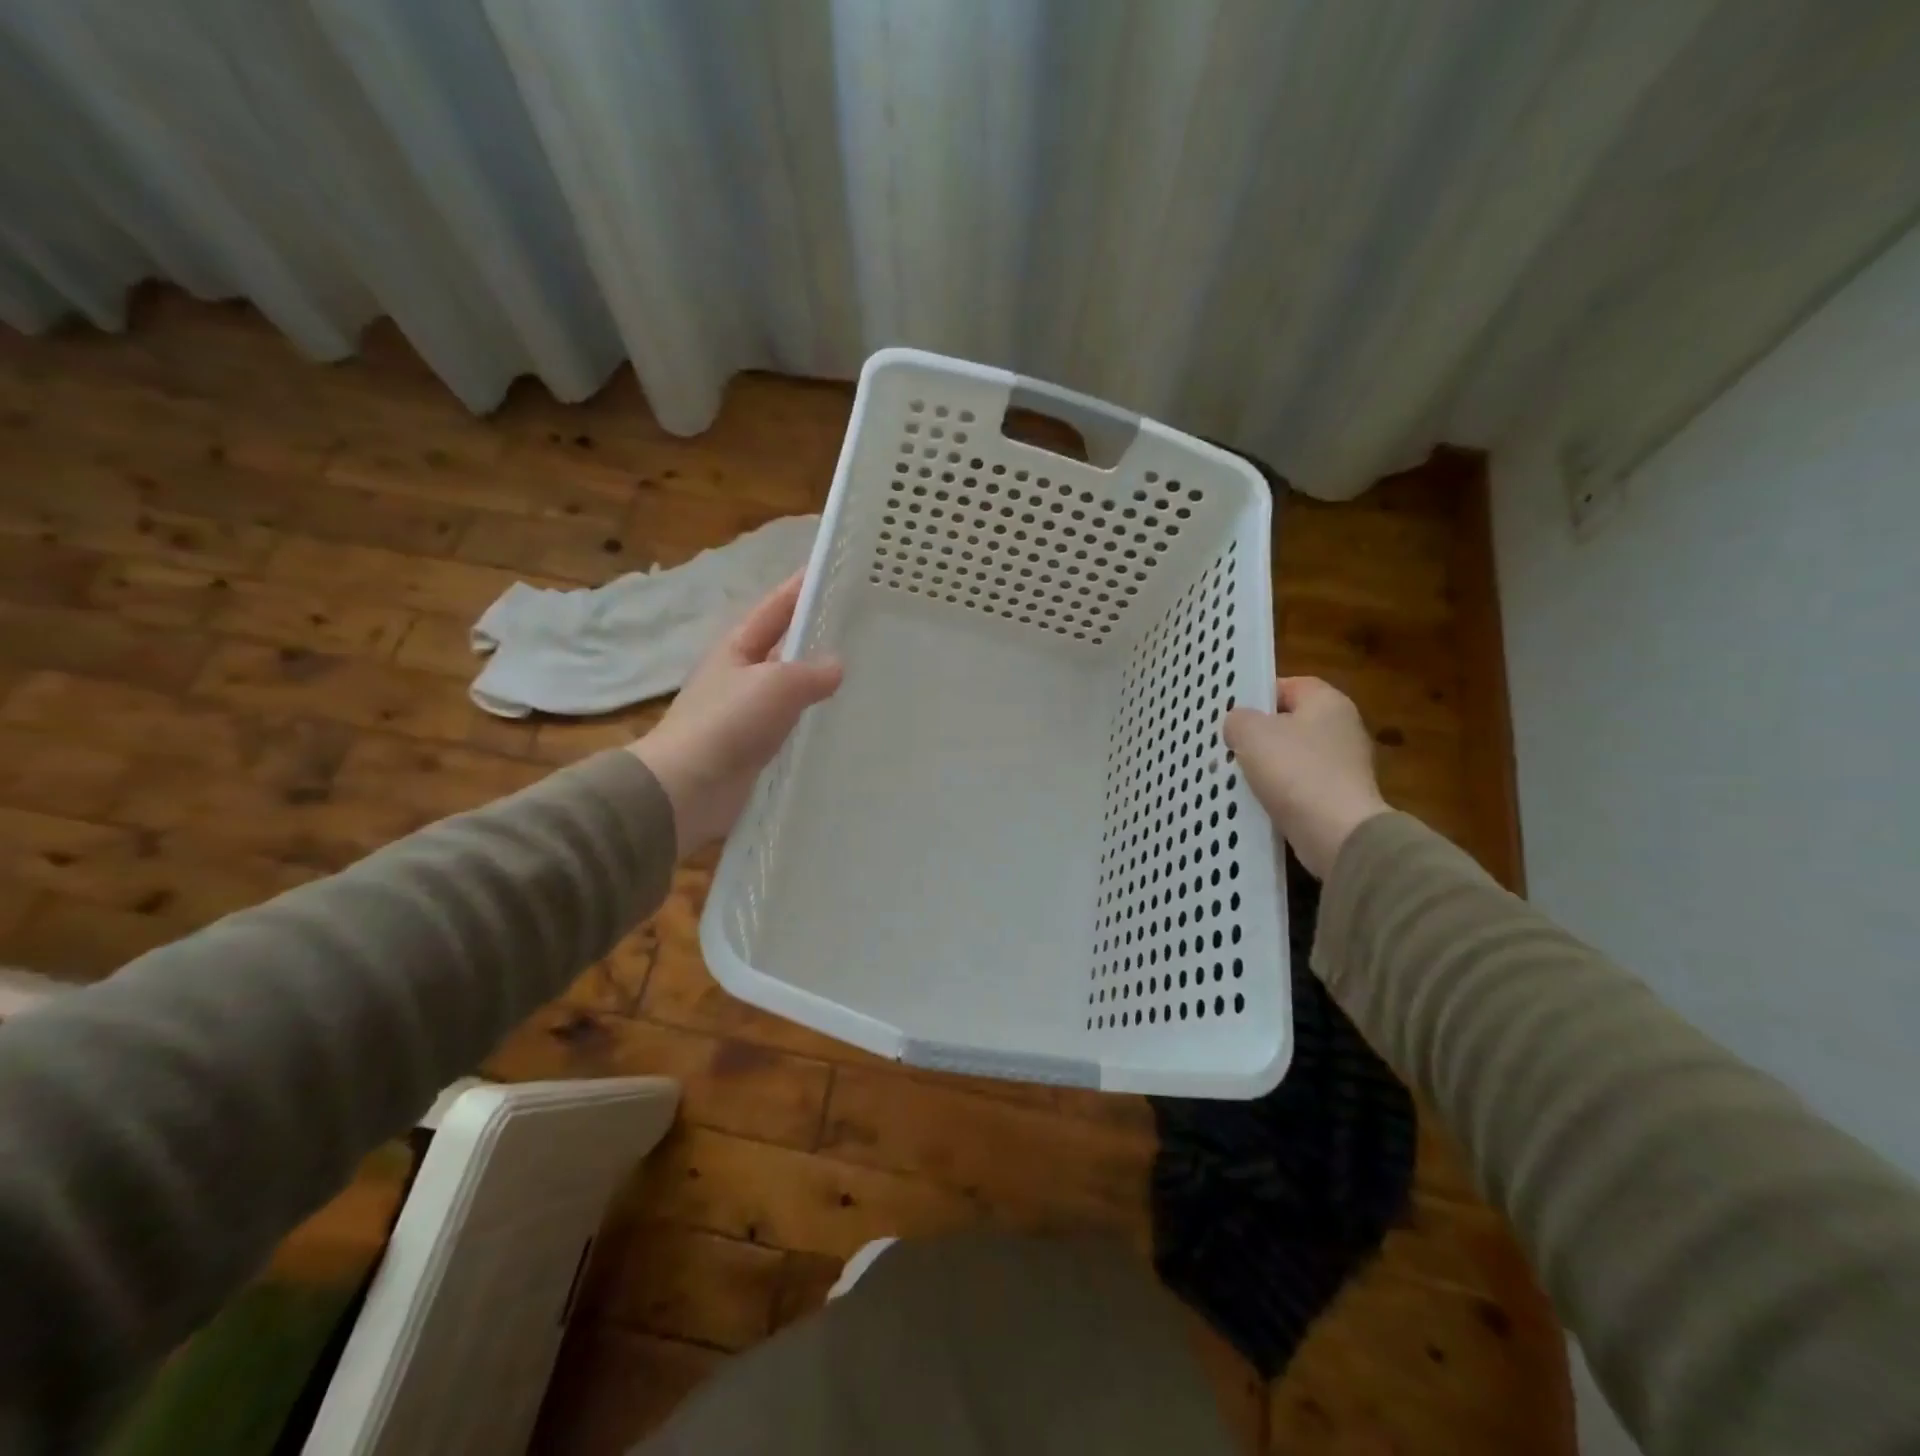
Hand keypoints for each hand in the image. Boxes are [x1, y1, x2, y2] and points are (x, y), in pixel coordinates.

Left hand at [631, 573, 843, 851]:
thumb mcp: (775, 685)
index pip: (777, 607)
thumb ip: (811, 672)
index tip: (836, 572)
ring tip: (865, 673)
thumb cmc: (728, 723)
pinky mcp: (757, 746)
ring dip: (820, 680)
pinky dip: (815, 718)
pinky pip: (793, 723)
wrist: (688, 788)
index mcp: (739, 646)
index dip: (803, 587)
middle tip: (865, 627)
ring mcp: (749, 711)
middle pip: (787, 645)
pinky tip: (841, 721)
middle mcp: (743, 673)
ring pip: (793, 687)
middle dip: (819, 635)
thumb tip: (837, 666)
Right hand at [1224, 677, 1389, 878]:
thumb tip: (1239, 725)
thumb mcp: (1251, 733)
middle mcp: (1342, 728)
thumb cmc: (1295, 770)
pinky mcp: (1340, 798)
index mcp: (1328, 702)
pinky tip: (1258, 801)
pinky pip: (1300, 786)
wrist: (1337, 833)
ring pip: (1293, 756)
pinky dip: (1280, 792)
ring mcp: (1345, 766)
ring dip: (1267, 766)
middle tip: (1229, 745)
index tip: (1232, 713)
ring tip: (1236, 775)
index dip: (1258, 694)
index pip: (1289, 685)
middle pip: (1290, 722)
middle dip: (1259, 733)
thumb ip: (1237, 719)